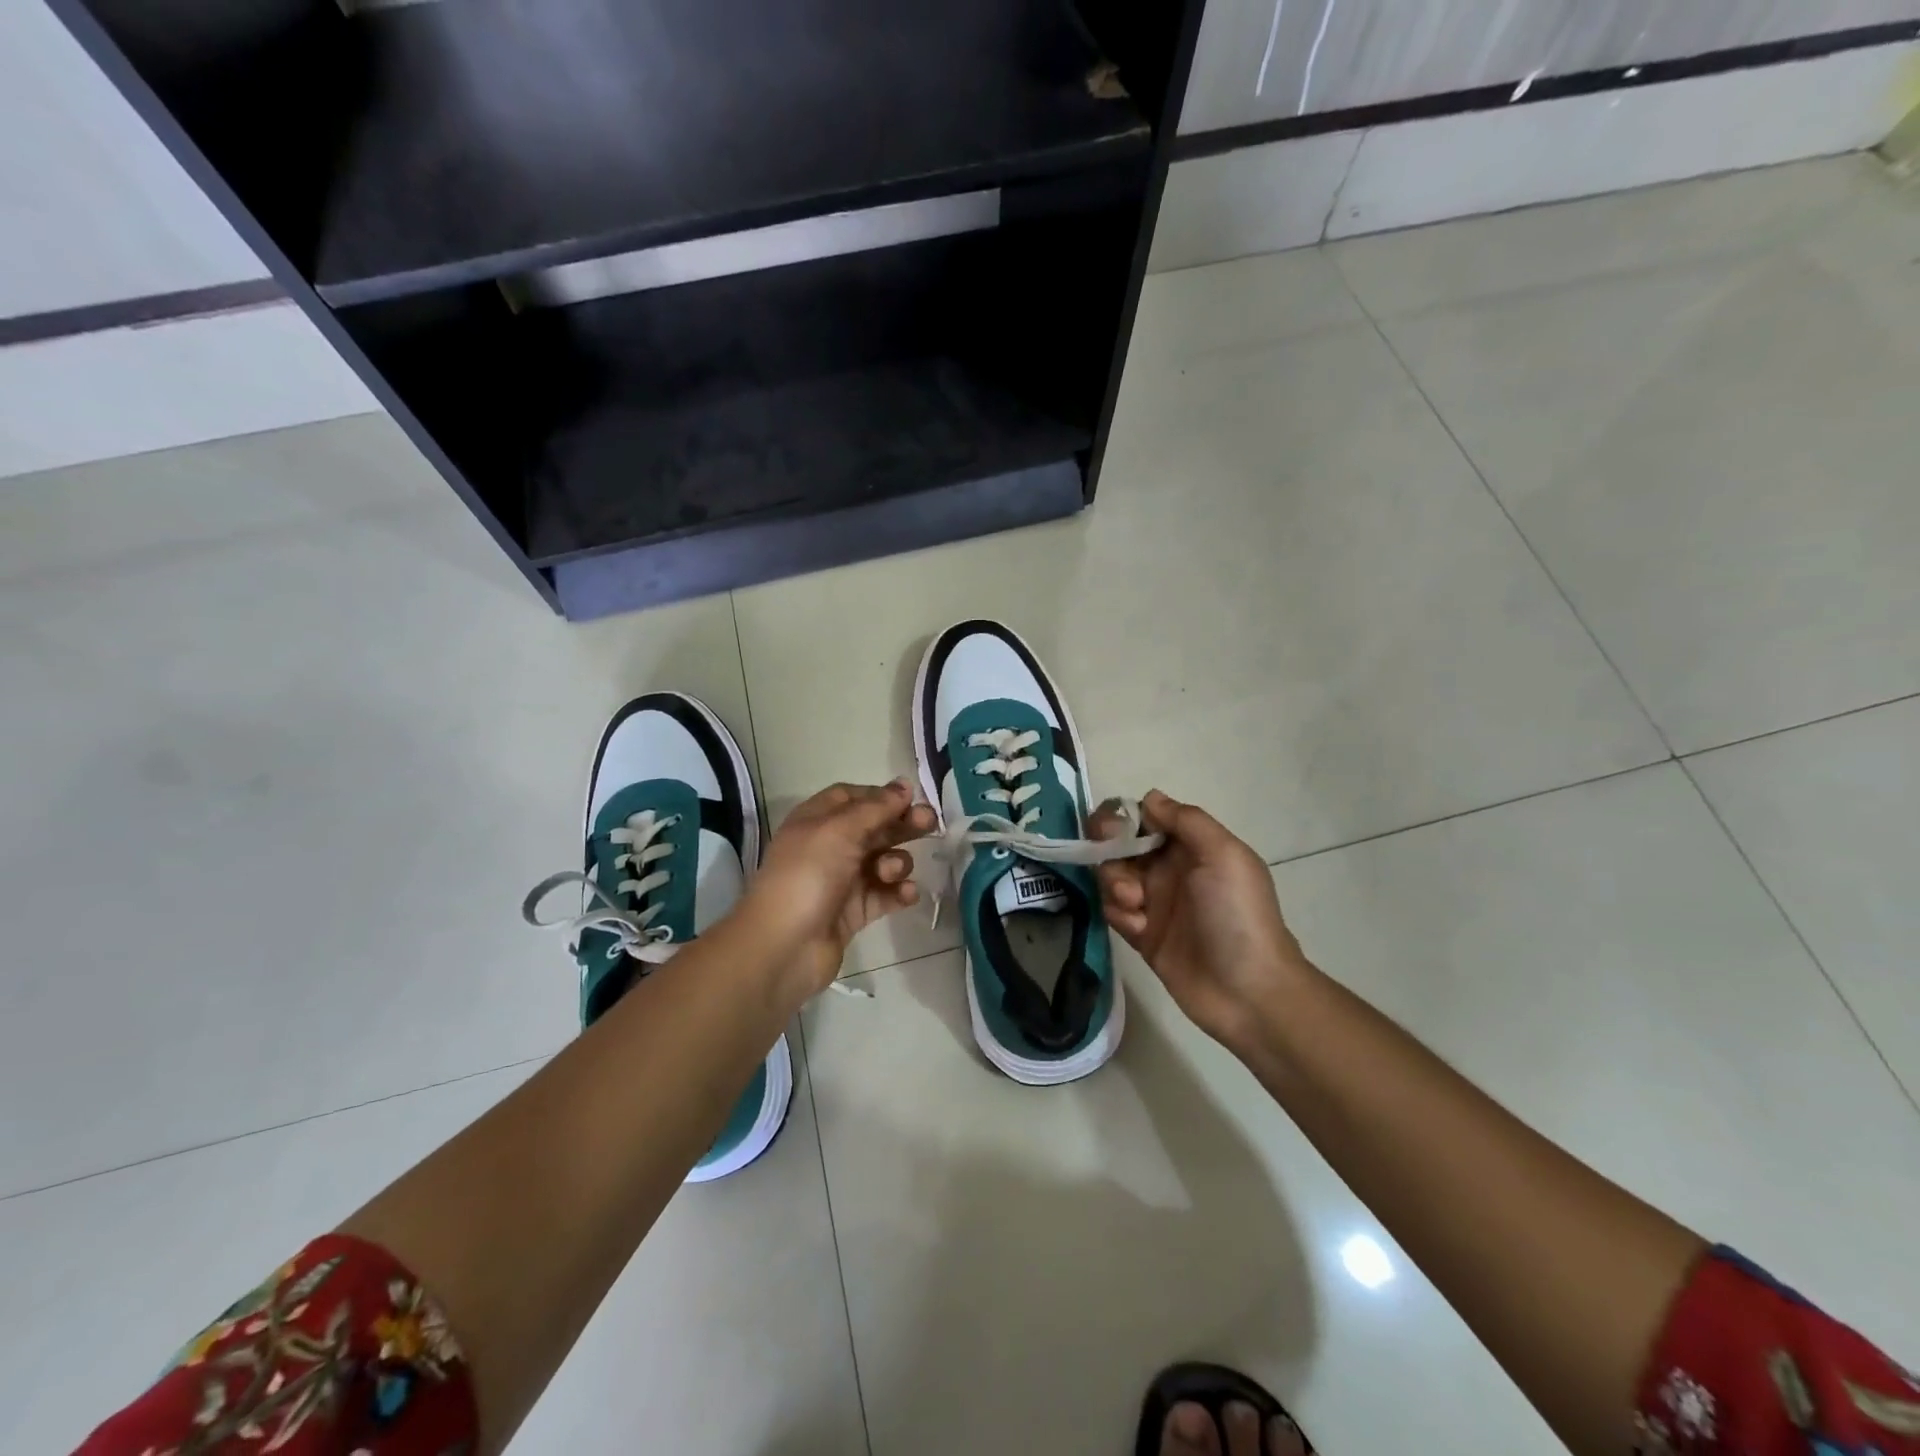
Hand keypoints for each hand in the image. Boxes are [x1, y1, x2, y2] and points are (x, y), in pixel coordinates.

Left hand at [743, 780, 936, 994]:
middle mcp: (829, 847)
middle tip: (930, 824)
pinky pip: (885, 895)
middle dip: (901, 825)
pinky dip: (898, 893)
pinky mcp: (854, 913)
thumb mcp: (839, 830)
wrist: (783, 946)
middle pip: (874, 827)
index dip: (881, 796)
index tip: (910, 798)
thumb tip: (904, 785)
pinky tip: (906, 895)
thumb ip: (876, 807)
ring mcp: (842, 881)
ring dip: (897, 862)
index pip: (852, 797)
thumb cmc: (807, 875)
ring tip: (890, 873)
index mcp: (817, 821)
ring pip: (882, 861)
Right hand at [1092, 790, 1312, 1059]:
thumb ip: (1186, 820)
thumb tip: (1150, 798)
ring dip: (1114, 883)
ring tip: (1134, 903)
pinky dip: (1119, 913)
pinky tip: (1139, 928)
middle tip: (1117, 862)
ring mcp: (1154, 902)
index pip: (1146, 817)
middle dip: (1111, 849)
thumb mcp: (1224, 855)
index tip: (1114, 830)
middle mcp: (1170, 869)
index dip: (1124, 818)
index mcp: (1192, 846)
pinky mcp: (1141, 933)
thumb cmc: (1238, 915)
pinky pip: (1113, 911)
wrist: (1247, 991)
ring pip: (1112, 875)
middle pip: (1121, 843)